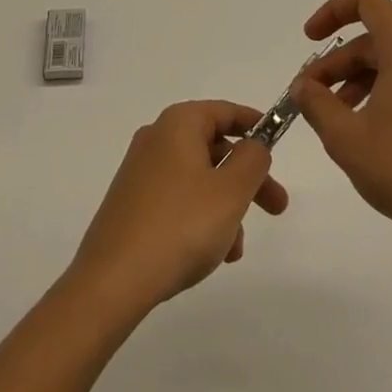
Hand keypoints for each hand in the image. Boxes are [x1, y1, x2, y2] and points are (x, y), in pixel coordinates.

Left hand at [67, 100, 289, 317]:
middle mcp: (157, 138)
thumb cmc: (181, 225)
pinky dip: (201, 218)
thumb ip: (253, 159)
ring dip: (226, 207)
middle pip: (215, 148)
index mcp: (179, 124)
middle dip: (248, 178)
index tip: (279, 144)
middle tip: (277, 207)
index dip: (256, 125)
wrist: (112, 281)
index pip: (226, 111)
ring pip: (199, 178)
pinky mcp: (132, 203)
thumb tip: (253, 145)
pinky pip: (178, 200)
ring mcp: (140, 172)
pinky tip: (211, 256)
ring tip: (236, 249)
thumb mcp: (231, 190)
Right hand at [292, 0, 391, 257]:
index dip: (334, 11)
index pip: (369, 2)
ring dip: (366, 84)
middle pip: (380, 42)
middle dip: (341, 64)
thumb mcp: (345, 138)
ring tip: (345, 123)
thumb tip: (304, 86)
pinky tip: (385, 141)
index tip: (310, 38)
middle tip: (315, 98)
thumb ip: (316, 103)